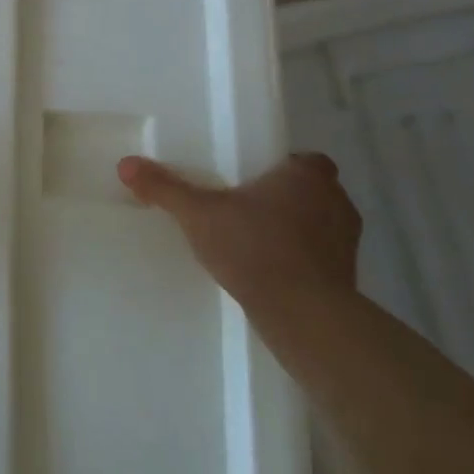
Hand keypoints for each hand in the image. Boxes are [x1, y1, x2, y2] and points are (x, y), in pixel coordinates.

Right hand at [117, 152, 361, 304]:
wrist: (303, 313)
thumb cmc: (254, 247)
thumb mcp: (197, 214)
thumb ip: (164, 188)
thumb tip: (126, 164)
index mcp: (307, 175)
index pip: (302, 159)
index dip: (280, 167)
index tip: (251, 179)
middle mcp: (336, 200)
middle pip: (310, 189)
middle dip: (283, 197)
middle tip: (244, 207)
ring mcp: (347, 240)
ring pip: (318, 222)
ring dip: (294, 228)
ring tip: (254, 240)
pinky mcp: (347, 275)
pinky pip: (320, 255)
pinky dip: (300, 258)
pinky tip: (269, 269)